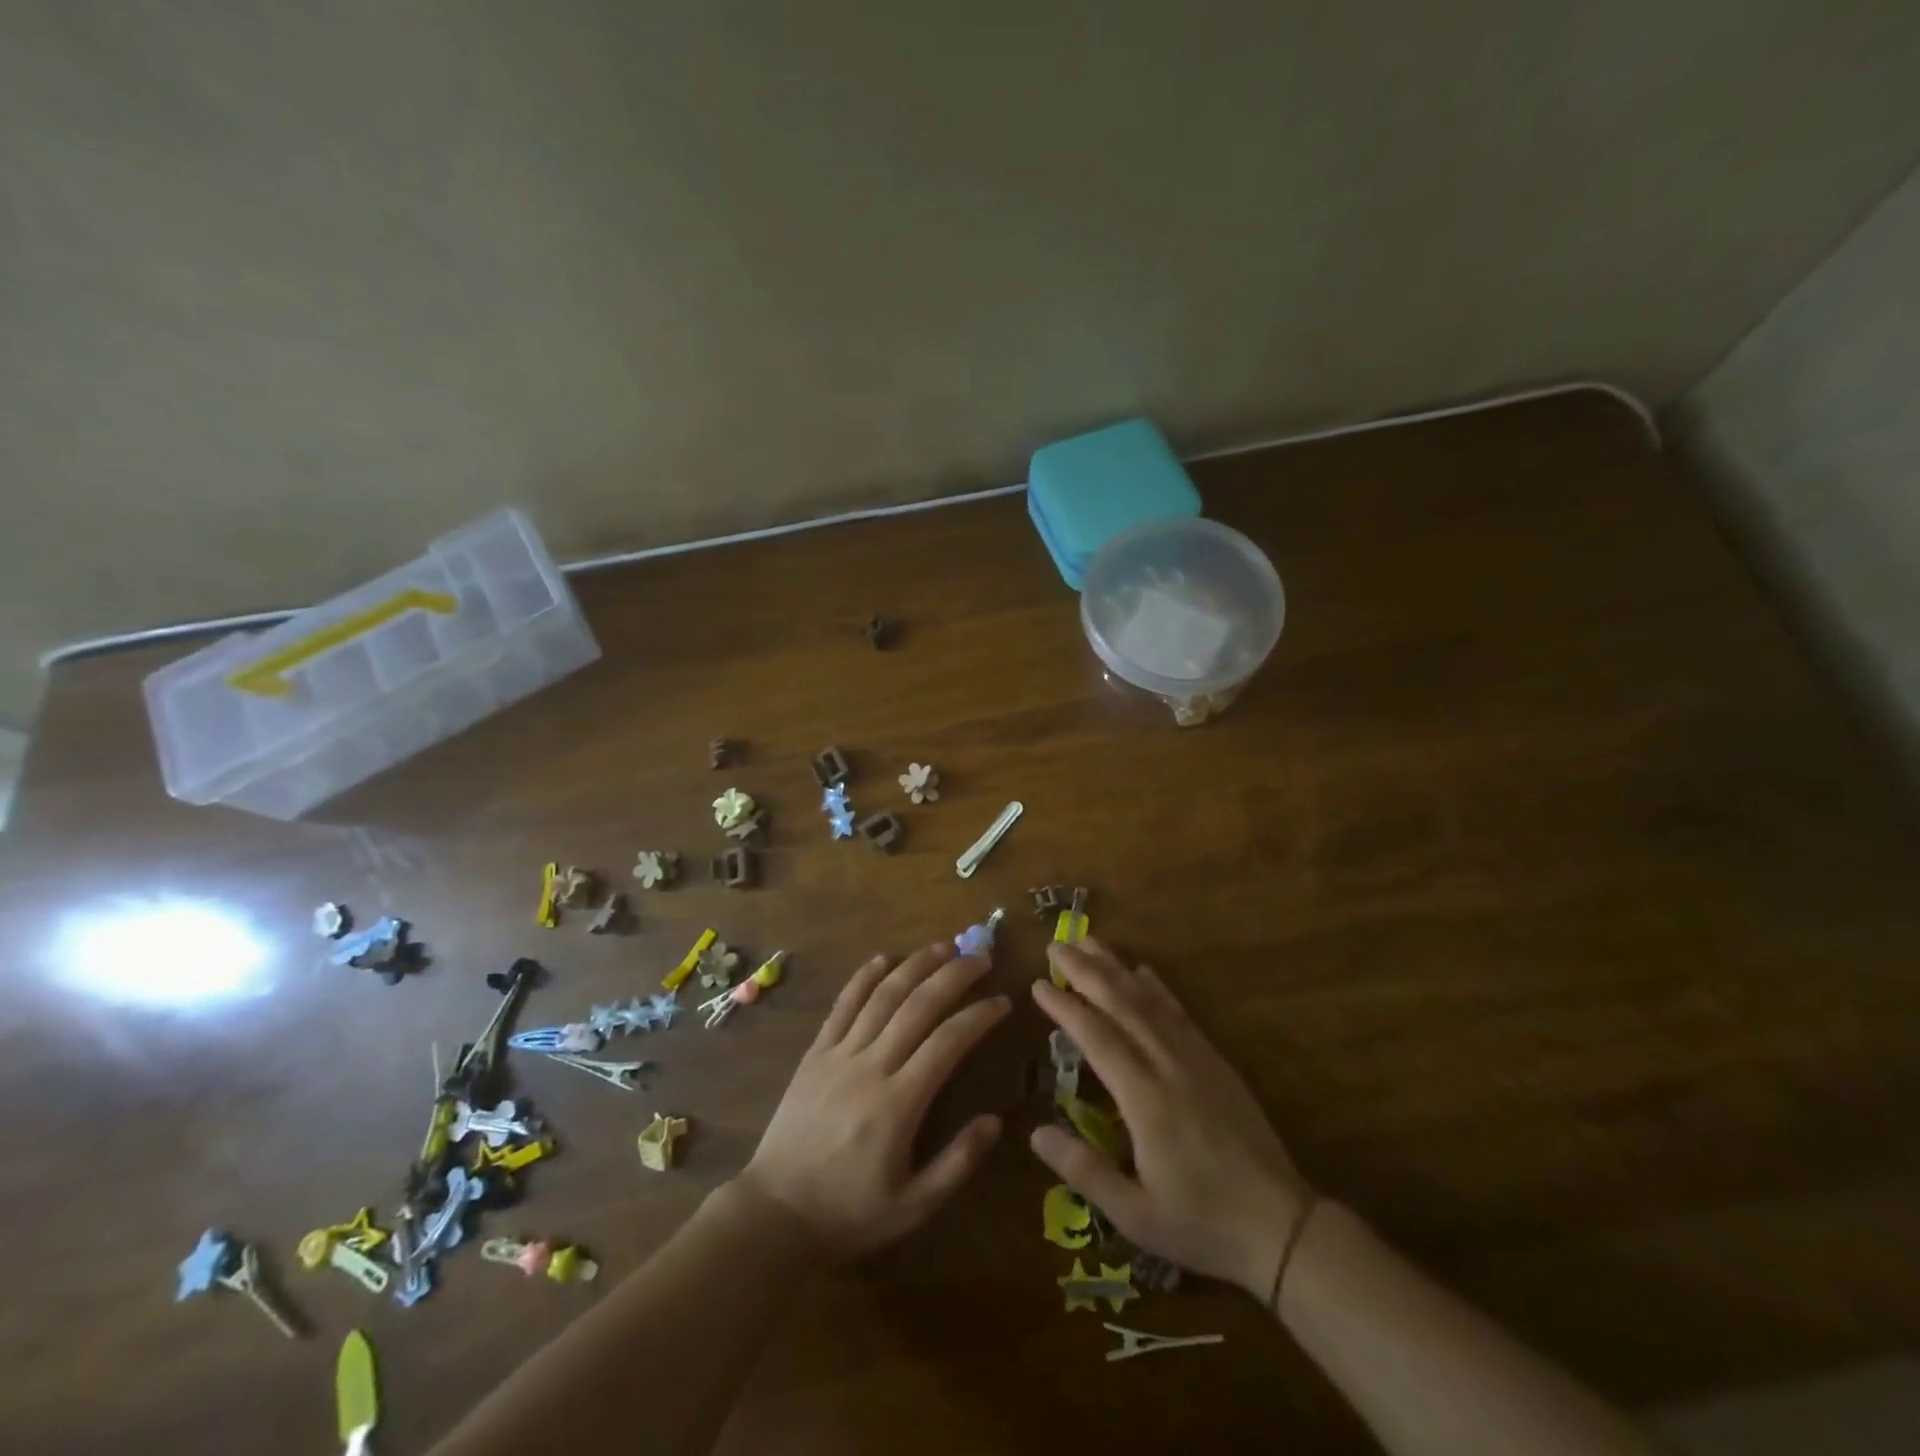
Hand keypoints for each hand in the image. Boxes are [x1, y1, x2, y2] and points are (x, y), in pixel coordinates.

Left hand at [738, 943, 1008, 1259]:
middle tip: (981, 957)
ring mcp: (839, 1055)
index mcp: (899, 1104)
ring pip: (882, 996)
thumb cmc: (849, 1213)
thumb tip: (995, 1120)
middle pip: (918, 1005)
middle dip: (954, 975)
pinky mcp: (815, 1053)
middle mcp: (870, 1066)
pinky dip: (863, 977)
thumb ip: (957, 1163)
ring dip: (915, 965)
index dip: (979, 1016)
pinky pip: (842, 1006)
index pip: (948, 1042)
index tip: (1003, 1001)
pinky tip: (883, 958)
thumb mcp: (913, 1206)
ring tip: (944, 946)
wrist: (774, 1214)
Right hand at [1030, 939, 1312, 1298]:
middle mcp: (1168, 1066)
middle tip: (1057, 945)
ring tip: (1090, 942)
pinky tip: (1143, 971)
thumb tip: (1035, 1132)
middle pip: (1122, 1005)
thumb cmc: (1202, 1223)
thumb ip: (1084, 1171)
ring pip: (1150, 1001)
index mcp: (1145, 1100)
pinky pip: (1180, 1013)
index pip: (1097, 1038)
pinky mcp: (1216, 1062)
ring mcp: (1196, 1059)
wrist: (1282, 1225)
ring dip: (1117, 968)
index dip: (1066, 1007)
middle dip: (1086, 971)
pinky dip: (1158, 988)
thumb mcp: (1136, 1215)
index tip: (1038, 983)